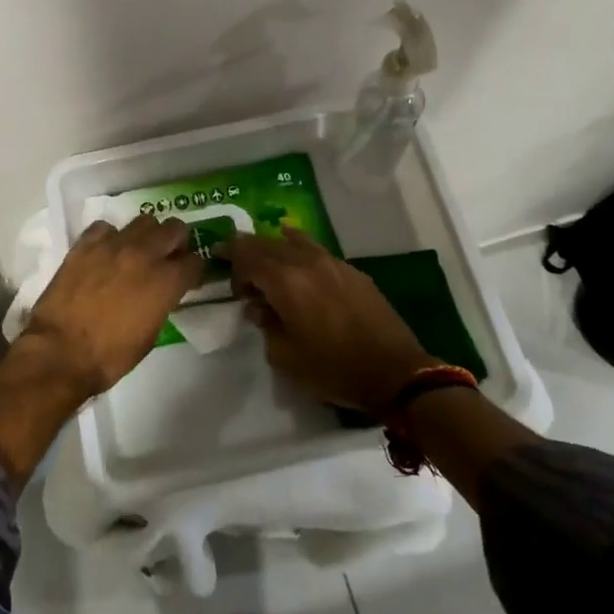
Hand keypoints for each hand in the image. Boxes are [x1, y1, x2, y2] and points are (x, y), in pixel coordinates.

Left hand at [18, 215, 203, 397]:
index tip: (188, 276)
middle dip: (176, 241)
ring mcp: (113, 245)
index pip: (195, 261)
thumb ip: (162, 303)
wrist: (61, 352)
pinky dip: (110, 237)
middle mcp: (144, 255)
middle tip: (168, 256)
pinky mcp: (85, 244)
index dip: (194, 269)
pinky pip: (105, 227)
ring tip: (137, 250)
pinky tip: (105, 253)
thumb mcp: (150, 334)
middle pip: (174, 228)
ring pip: (143, 220)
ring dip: (146, 235)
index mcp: (166, 281)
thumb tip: (161, 292)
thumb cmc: (110, 355)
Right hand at [217, 228, 435, 414]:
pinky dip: (297, 248)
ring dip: (272, 248)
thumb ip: (265, 325)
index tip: (217, 262)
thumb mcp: (284, 357)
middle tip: (236, 265)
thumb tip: (259, 307)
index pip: (247, 256)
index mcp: (286, 282)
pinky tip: (294, 254)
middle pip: (267, 243)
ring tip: (264, 261)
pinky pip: (315, 250)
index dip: (229, 257)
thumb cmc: (334, 370)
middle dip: (247, 250)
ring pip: (292, 241)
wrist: (396, 373)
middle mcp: (307, 262)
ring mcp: (332, 263)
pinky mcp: (351, 271)